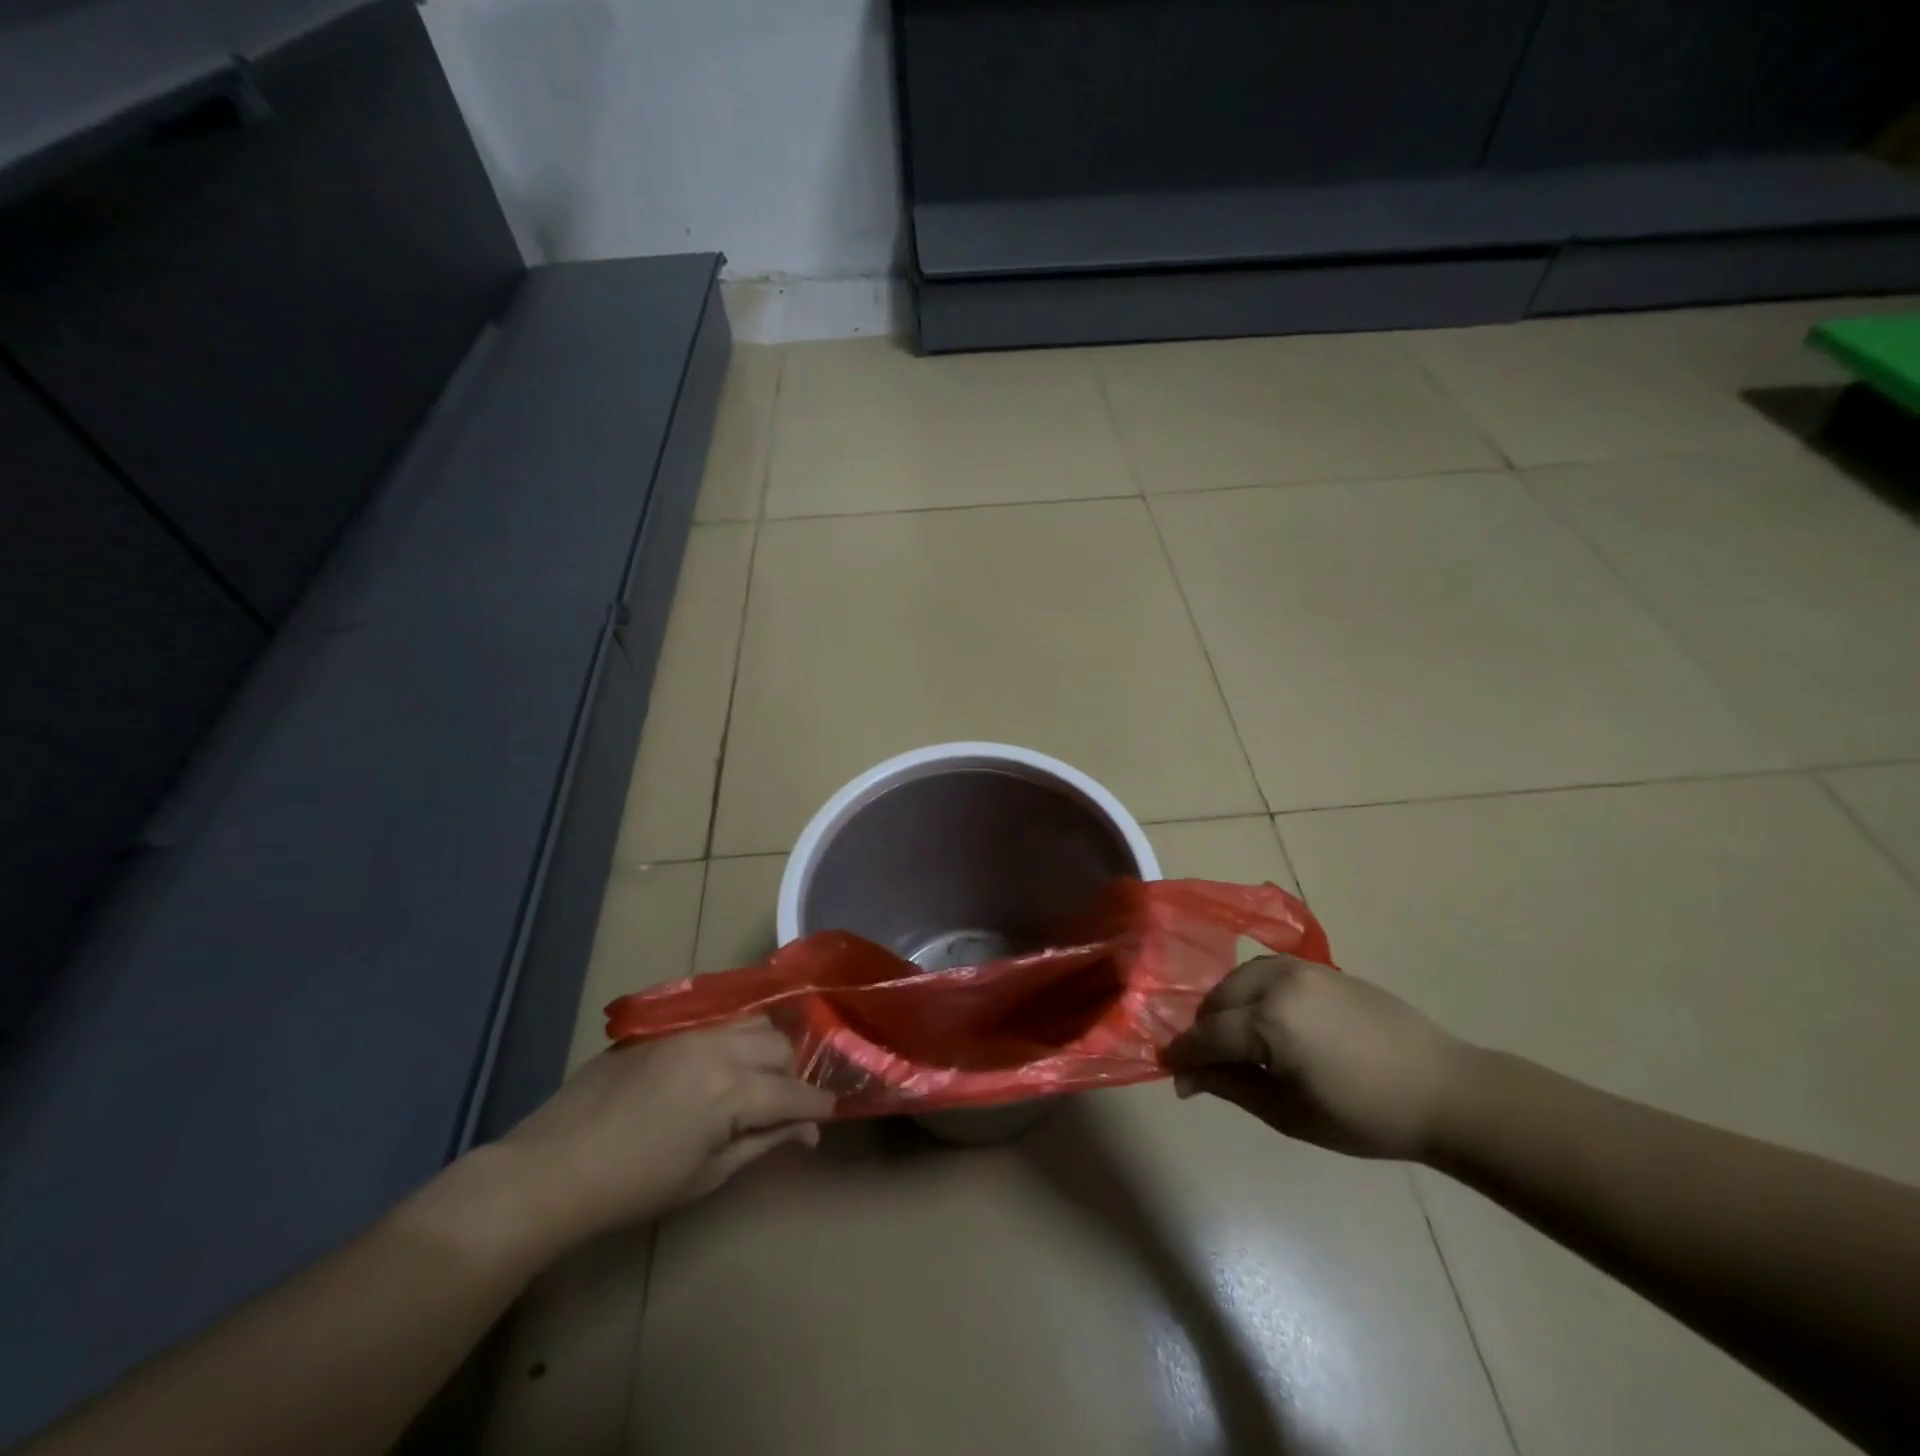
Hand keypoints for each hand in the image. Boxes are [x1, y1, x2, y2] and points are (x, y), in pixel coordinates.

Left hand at [503, 1019, 835, 1244]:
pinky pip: (718, 1022)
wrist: (553, 1167)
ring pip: (753, 1022)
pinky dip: (734, 1039)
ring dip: (765, 1048)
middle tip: (783, 1106)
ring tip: (754, 1079)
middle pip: (780, 1045)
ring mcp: (690, 1031)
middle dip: (792, 1074)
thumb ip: (763, 1143)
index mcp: (732, 1090)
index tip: (828, 1116)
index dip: (817, 1106)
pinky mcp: (664, 1028)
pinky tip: (719, 1066)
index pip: (794, 1092)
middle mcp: (719, 1047)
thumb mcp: (706, 1175)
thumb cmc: (634, 1186)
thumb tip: (807, 1131)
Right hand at [1162, 955, 1468, 1159]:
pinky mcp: (1319, 966)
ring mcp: (1299, 969)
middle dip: (1202, 1028)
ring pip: (1237, 979)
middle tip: (1204, 1061)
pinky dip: (1250, 990)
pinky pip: (1265, 970)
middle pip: (1217, 1000)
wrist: (1443, 1089)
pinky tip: (1261, 1016)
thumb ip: (1231, 1086)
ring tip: (1232, 1038)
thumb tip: (1185, 1078)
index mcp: (1269, 1023)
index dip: (1184, 1052)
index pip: (1207, 1034)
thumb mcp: (1290, 1113)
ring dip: (1224, 1005)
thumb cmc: (1366, 1115)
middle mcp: (1276, 984)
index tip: (1168, 1068)